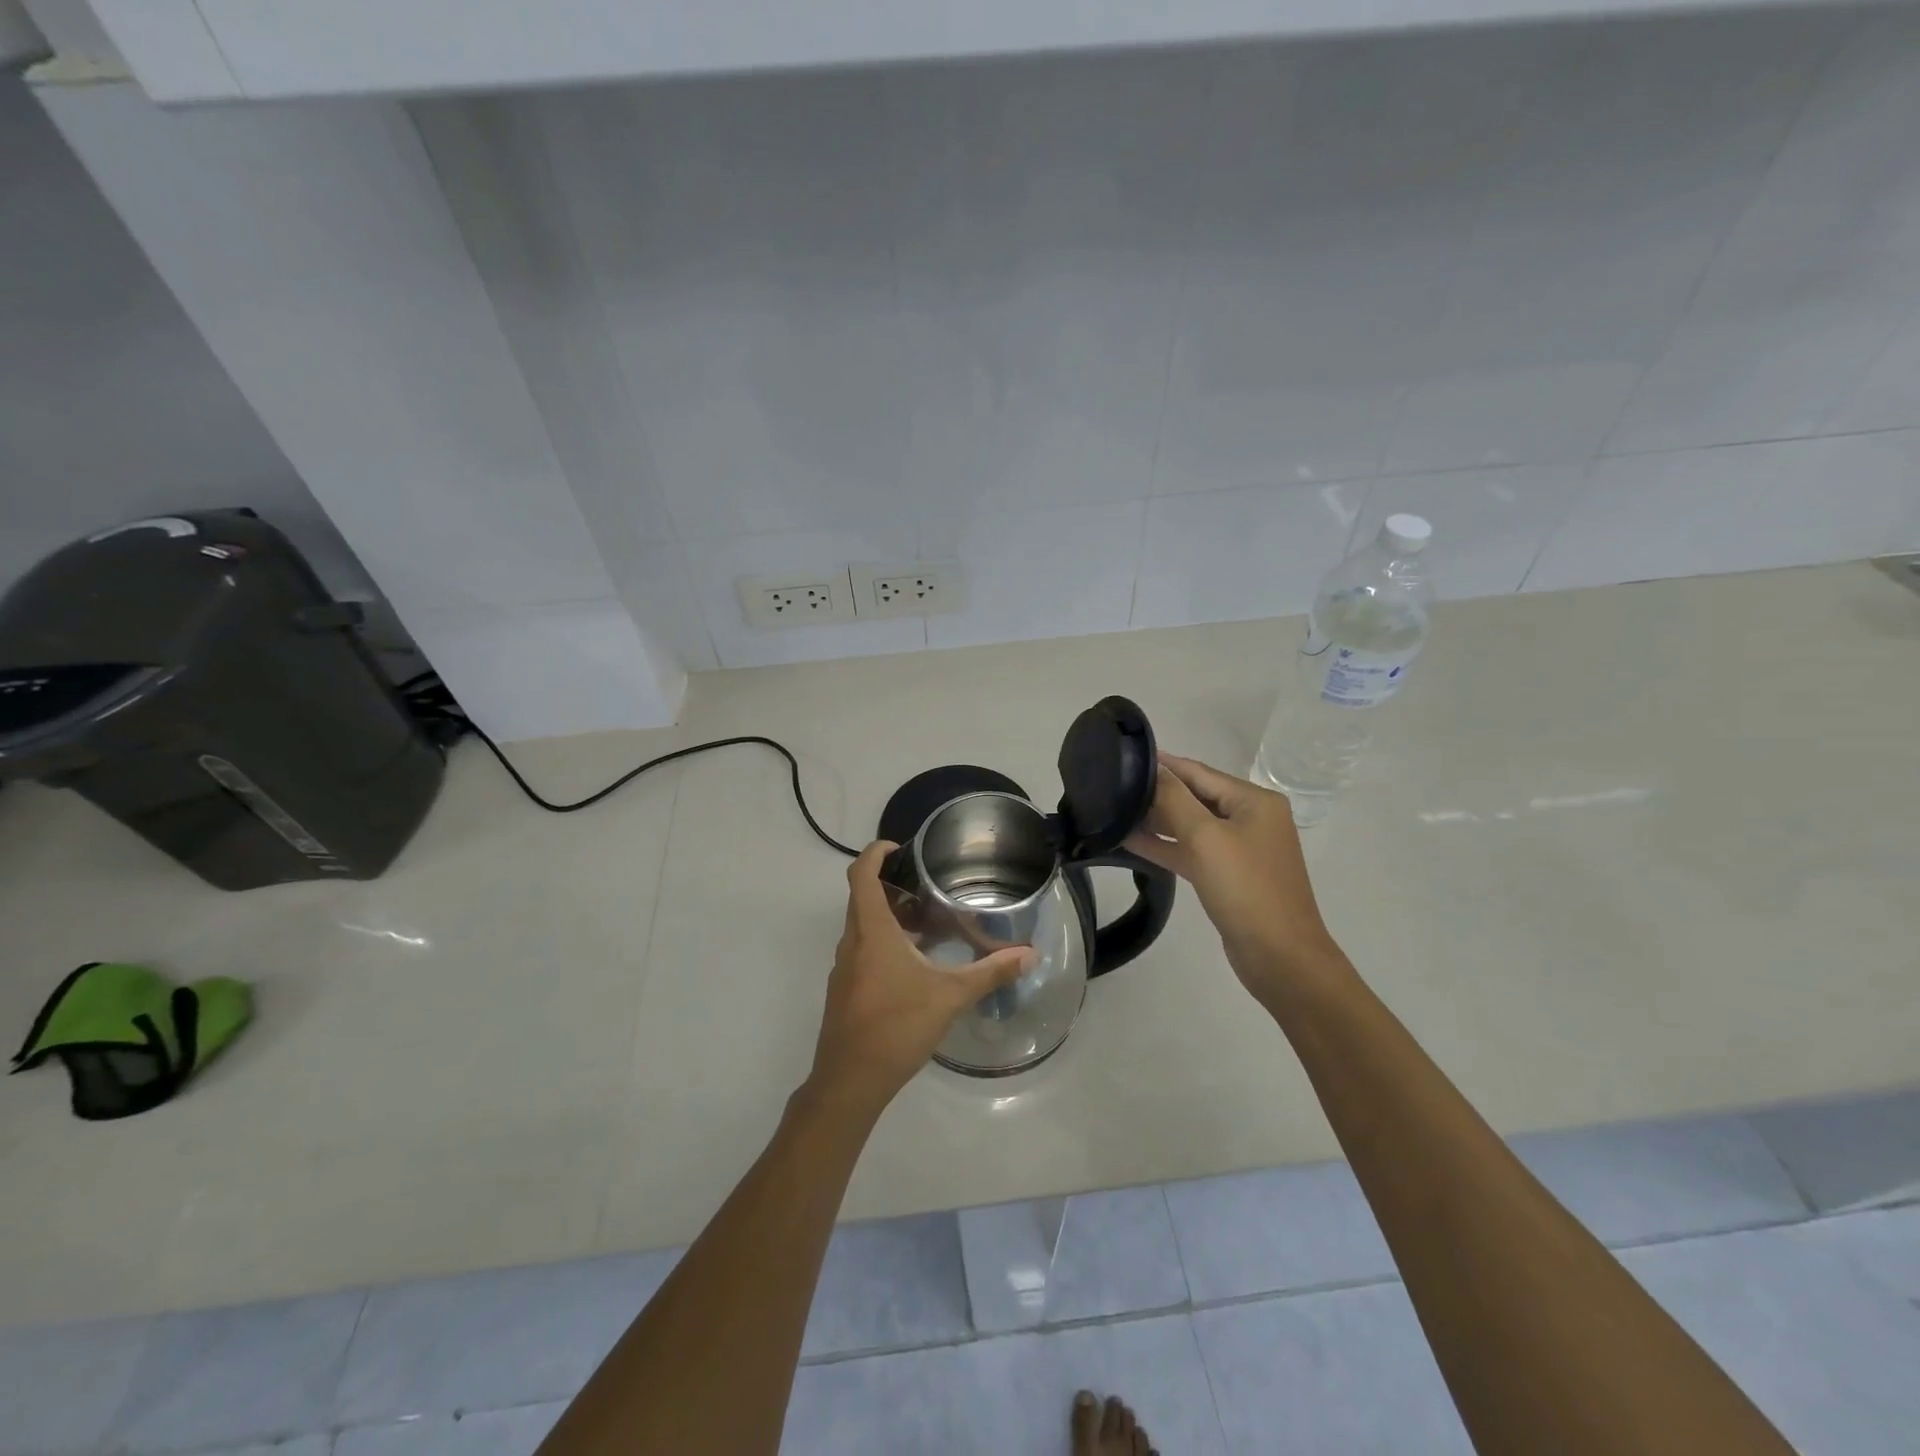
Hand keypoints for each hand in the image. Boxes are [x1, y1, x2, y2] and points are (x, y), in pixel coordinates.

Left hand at [806, 842, 1036, 1117]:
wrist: (850, 1081)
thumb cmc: (897, 1026)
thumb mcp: (950, 996)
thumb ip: (991, 972)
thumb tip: (1030, 955)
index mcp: (871, 930)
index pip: (861, 873)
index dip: (875, 852)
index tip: (899, 847)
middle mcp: (852, 941)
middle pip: (863, 897)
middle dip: (892, 885)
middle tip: (928, 885)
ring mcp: (845, 967)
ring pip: (863, 926)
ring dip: (890, 917)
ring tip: (929, 923)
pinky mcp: (845, 990)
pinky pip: (863, 950)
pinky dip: (885, 943)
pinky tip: (915, 965)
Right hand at [1124, 753, 1349, 1004]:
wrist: (1280, 956)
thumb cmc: (1245, 888)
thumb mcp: (1206, 837)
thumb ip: (1175, 799)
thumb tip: (1154, 770)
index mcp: (1254, 801)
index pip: (1200, 772)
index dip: (1164, 764)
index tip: (1126, 755)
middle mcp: (1251, 819)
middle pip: (1196, 796)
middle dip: (1158, 792)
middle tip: (1114, 785)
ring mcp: (1240, 849)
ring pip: (1191, 825)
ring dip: (1157, 820)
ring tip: (1115, 811)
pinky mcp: (1228, 876)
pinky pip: (1192, 851)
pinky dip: (1166, 846)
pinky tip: (1131, 841)